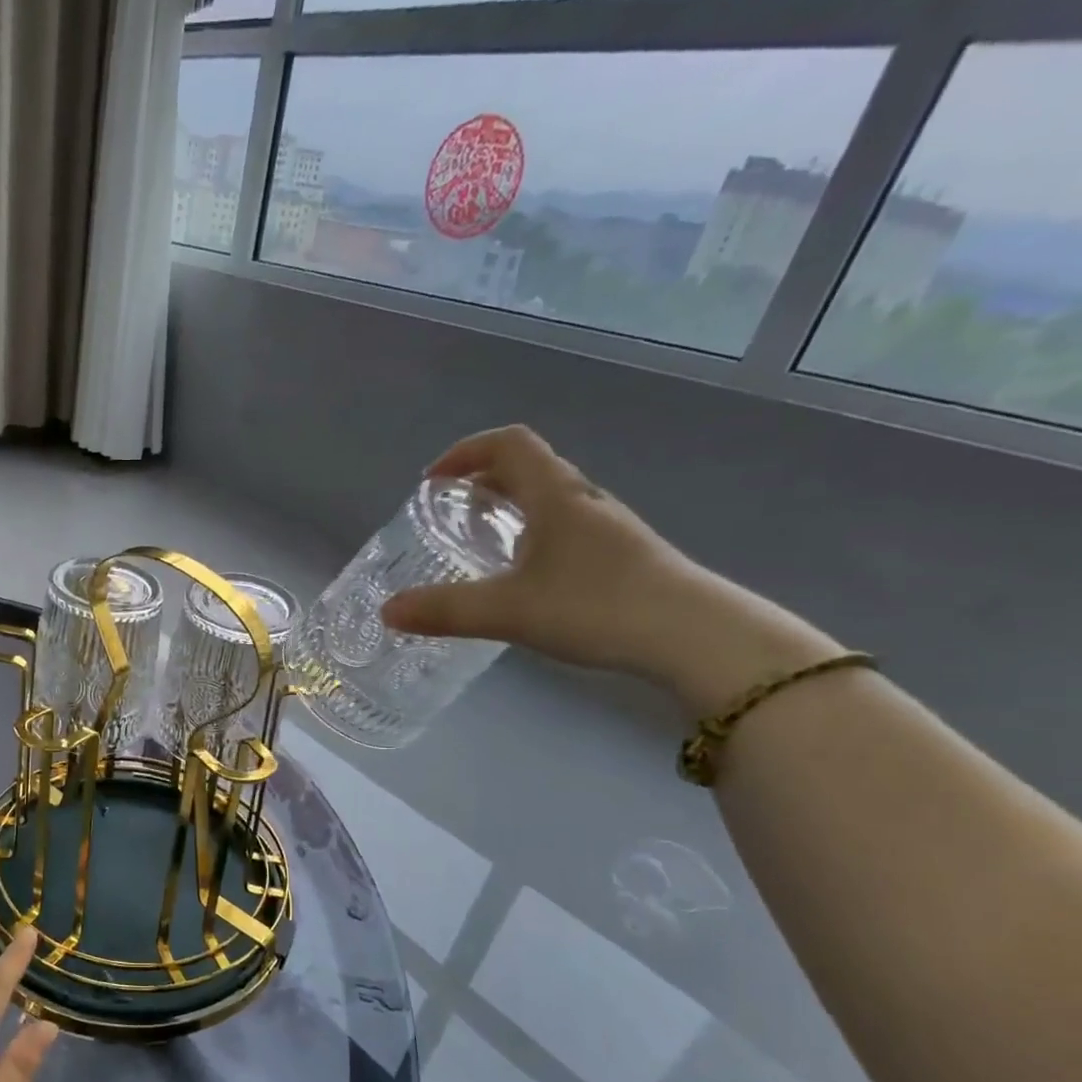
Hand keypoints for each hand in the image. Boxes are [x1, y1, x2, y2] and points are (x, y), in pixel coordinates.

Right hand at [379, 425, 837, 711]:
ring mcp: (608, 528)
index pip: (508, 444)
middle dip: (482, 481)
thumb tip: (386, 611)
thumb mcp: (507, 611)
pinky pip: (566, 528)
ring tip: (482, 543)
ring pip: (550, 499)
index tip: (432, 482)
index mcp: (555, 495)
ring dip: (510, 507)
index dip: (465, 452)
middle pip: (529, 467)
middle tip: (450, 513)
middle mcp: (583, 500)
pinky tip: (525, 577)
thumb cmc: (596, 607)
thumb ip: (444, 610)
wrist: (695, 637)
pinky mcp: (622, 556)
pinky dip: (533, 534)